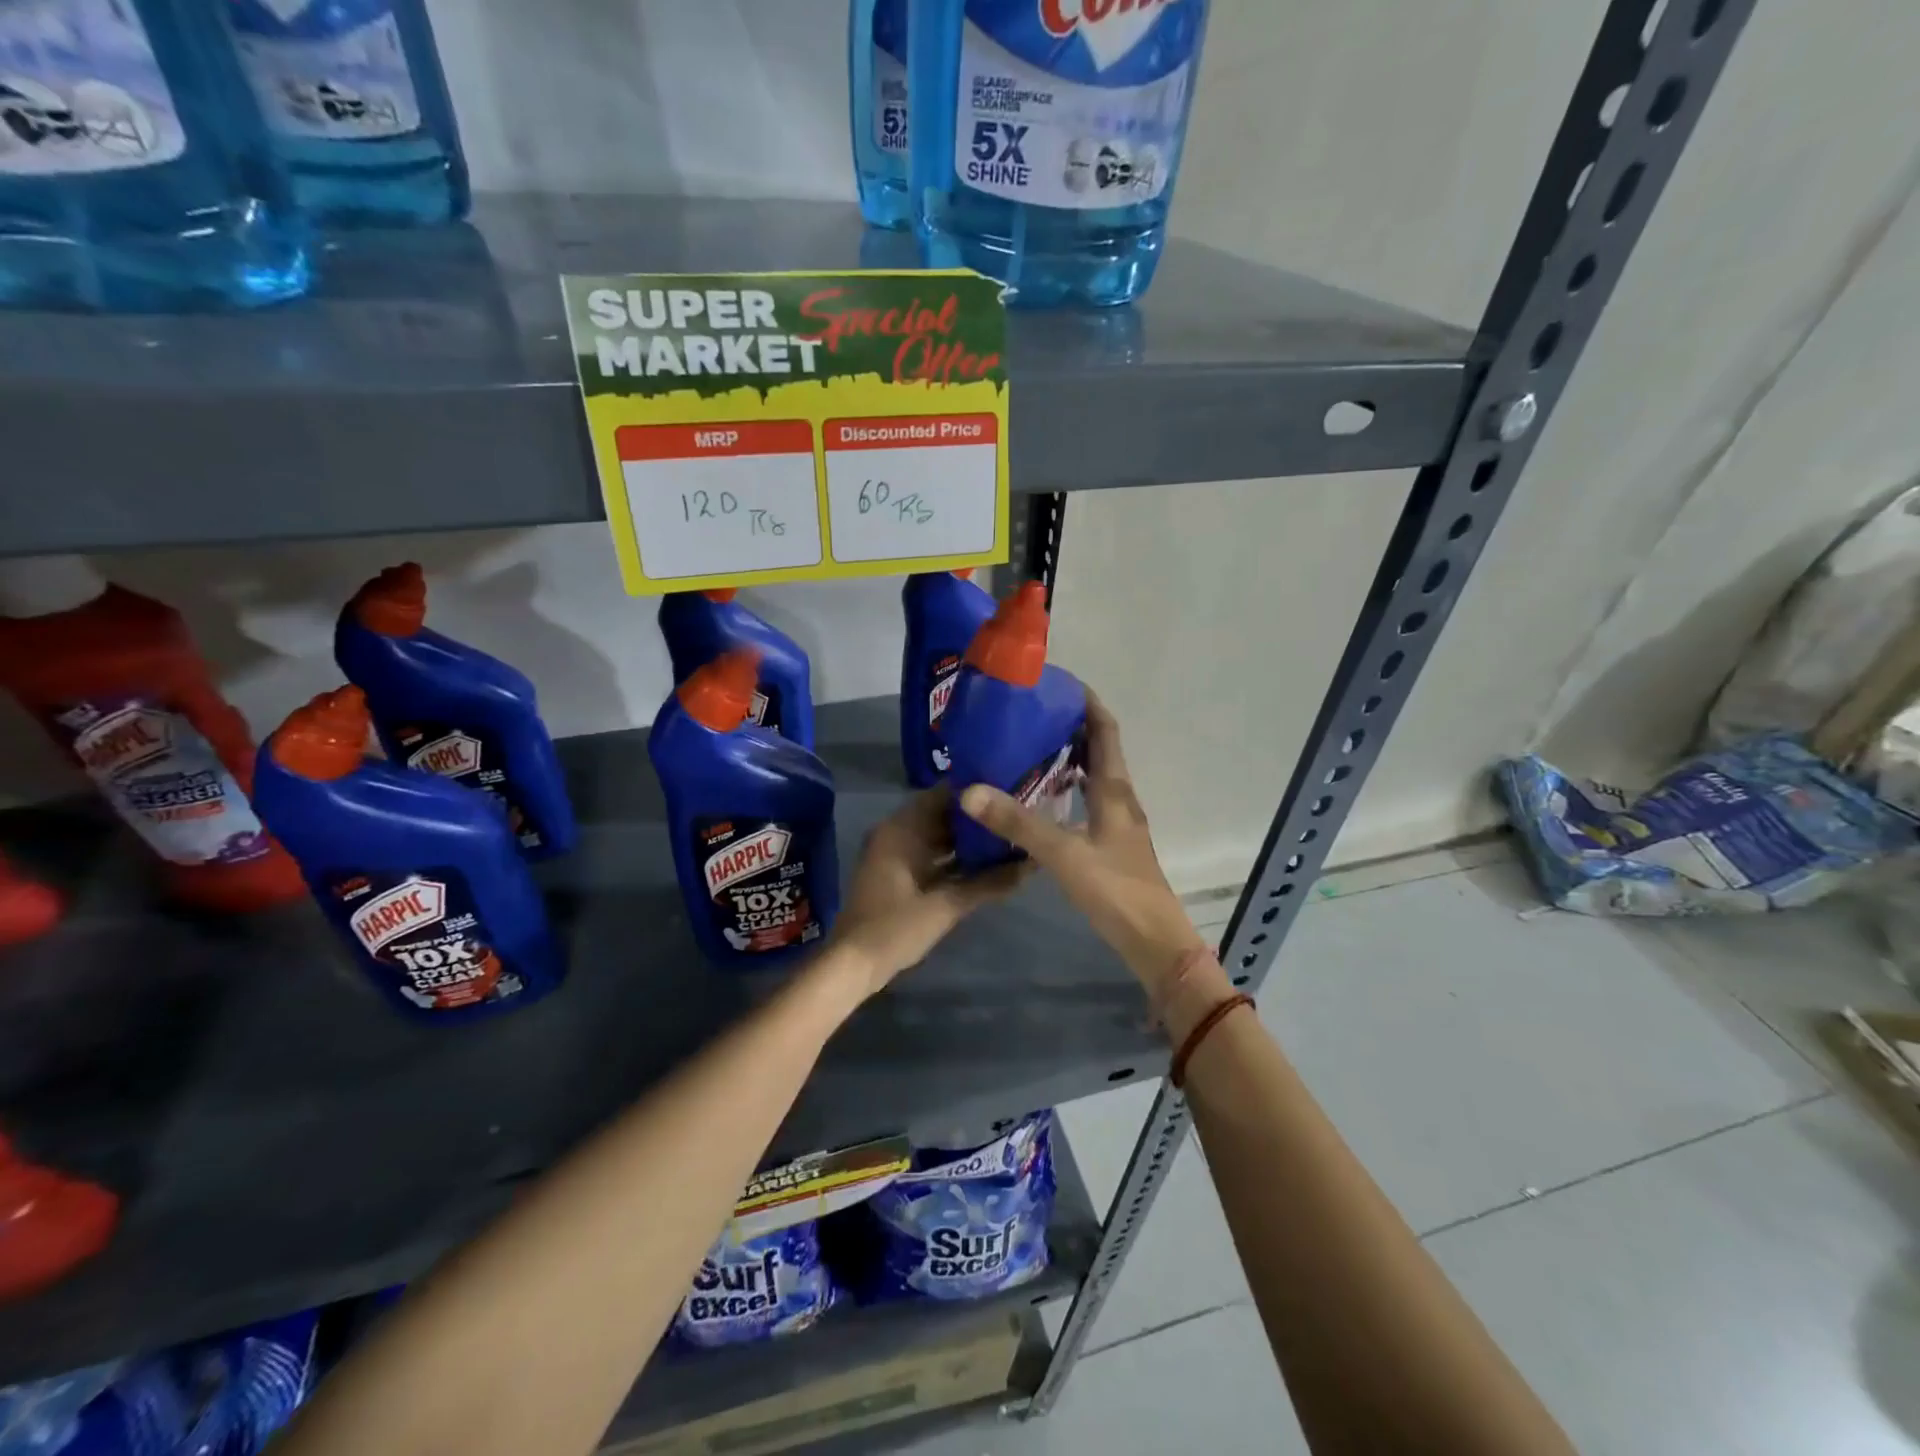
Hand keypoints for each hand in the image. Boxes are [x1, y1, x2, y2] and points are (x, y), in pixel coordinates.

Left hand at [827, 787, 1025, 997]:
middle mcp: (896, 833)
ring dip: (966, 838)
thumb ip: (988, 884)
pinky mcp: (899, 874)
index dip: (974, 791)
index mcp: (901, 830)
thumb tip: (1029, 865)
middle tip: (1014, 814)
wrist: (854, 964)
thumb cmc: (895, 928)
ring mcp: (896, 854)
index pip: (942, 795)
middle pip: (941, 815)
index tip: (1008, 789)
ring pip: (937, 836)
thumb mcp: (946, 906)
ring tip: (1006, 835)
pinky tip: (985, 863)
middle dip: (975, 817)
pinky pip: (931, 855)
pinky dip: (954, 857)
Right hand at [957, 691, 1212, 1009]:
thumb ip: (1017, 823)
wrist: (1154, 941)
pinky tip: (1042, 797)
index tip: (1058, 683)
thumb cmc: (1115, 889)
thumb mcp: (1062, 853)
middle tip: (1031, 714)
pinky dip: (1068, 788)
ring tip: (1030, 746)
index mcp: (1114, 790)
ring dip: (1070, 756)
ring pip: (1094, 776)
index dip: (1087, 703)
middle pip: (1100, 749)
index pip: (1105, 730)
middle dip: (1071, 726)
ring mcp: (1117, 822)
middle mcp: (1119, 798)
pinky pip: (1088, 801)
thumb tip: (970, 791)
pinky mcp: (1111, 843)